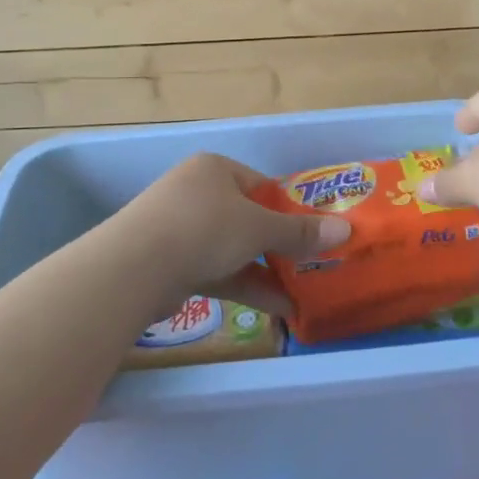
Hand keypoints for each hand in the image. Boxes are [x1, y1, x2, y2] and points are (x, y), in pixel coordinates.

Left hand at [114, 153, 349, 316]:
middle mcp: (197, 193)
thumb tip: (344, 230)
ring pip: (234, 249)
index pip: (261, 185)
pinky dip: (246, 286)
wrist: (134, 268)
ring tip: (303, 293)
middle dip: (280, 245)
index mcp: (215, 170)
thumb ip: (300, 232)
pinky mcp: (173, 264)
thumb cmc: (204, 229)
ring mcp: (182, 230)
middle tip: (312, 264)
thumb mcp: (259, 228)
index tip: (313, 233)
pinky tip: (280, 308)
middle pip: (249, 219)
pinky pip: (218, 272)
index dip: (289, 209)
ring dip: (268, 272)